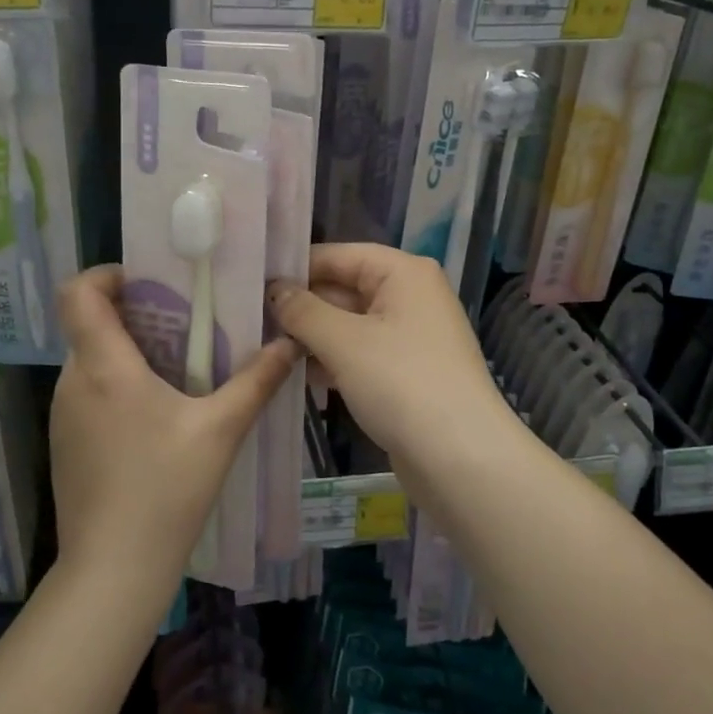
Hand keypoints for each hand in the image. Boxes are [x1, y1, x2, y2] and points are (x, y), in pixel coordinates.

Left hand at [49, 266, 296, 588]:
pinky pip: (88, 392)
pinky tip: (155, 416)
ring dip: (127, 352)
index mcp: (104, 366)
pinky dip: (116, 385)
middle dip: (133, 315)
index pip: (78, 293)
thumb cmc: (166, 489)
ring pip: (90, 360)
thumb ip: (256, 381)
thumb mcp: (221, 430)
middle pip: (90, 324)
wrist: (113, 569)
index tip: (146, 282)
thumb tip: (288, 343)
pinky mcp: (65, 443)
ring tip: (176, 369)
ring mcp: (64, 415)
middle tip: (182, 325)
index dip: (106, 275)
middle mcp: (74, 382)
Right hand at [269, 244, 516, 470]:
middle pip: (344, 288)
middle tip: (251, 319)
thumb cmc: (401, 383)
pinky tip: (298, 374)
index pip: (339, 255)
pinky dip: (333, 360)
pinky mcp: (406, 371)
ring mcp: (410, 335)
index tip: (252, 283)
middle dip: (302, 305)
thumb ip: (303, 311)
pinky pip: (361, 353)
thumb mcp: (343, 342)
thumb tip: (275, 290)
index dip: (297, 268)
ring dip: (313, 336)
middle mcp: (411, 295)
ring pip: (350, 324)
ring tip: (265, 347)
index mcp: (404, 273)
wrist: (461, 458)